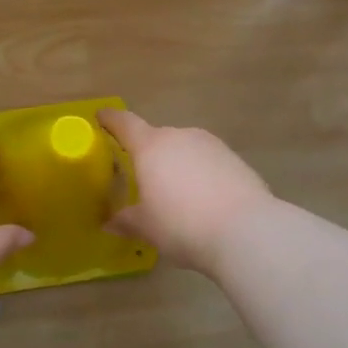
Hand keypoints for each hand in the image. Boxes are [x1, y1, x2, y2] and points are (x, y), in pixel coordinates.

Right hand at [99, 110, 272, 274]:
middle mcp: (180, 136)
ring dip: (176, 166)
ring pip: (184, 150)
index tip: (101, 116)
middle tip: (141, 179)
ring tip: (176, 196)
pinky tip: (203, 202)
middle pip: (157, 139)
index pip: (125, 123)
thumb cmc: (182, 224)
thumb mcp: (147, 227)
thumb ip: (126, 221)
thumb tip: (110, 221)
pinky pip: (208, 163)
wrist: (246, 231)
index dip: (110, 119)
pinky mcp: (236, 160)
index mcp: (151, 147)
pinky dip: (200, 175)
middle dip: (148, 155)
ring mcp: (212, 145)